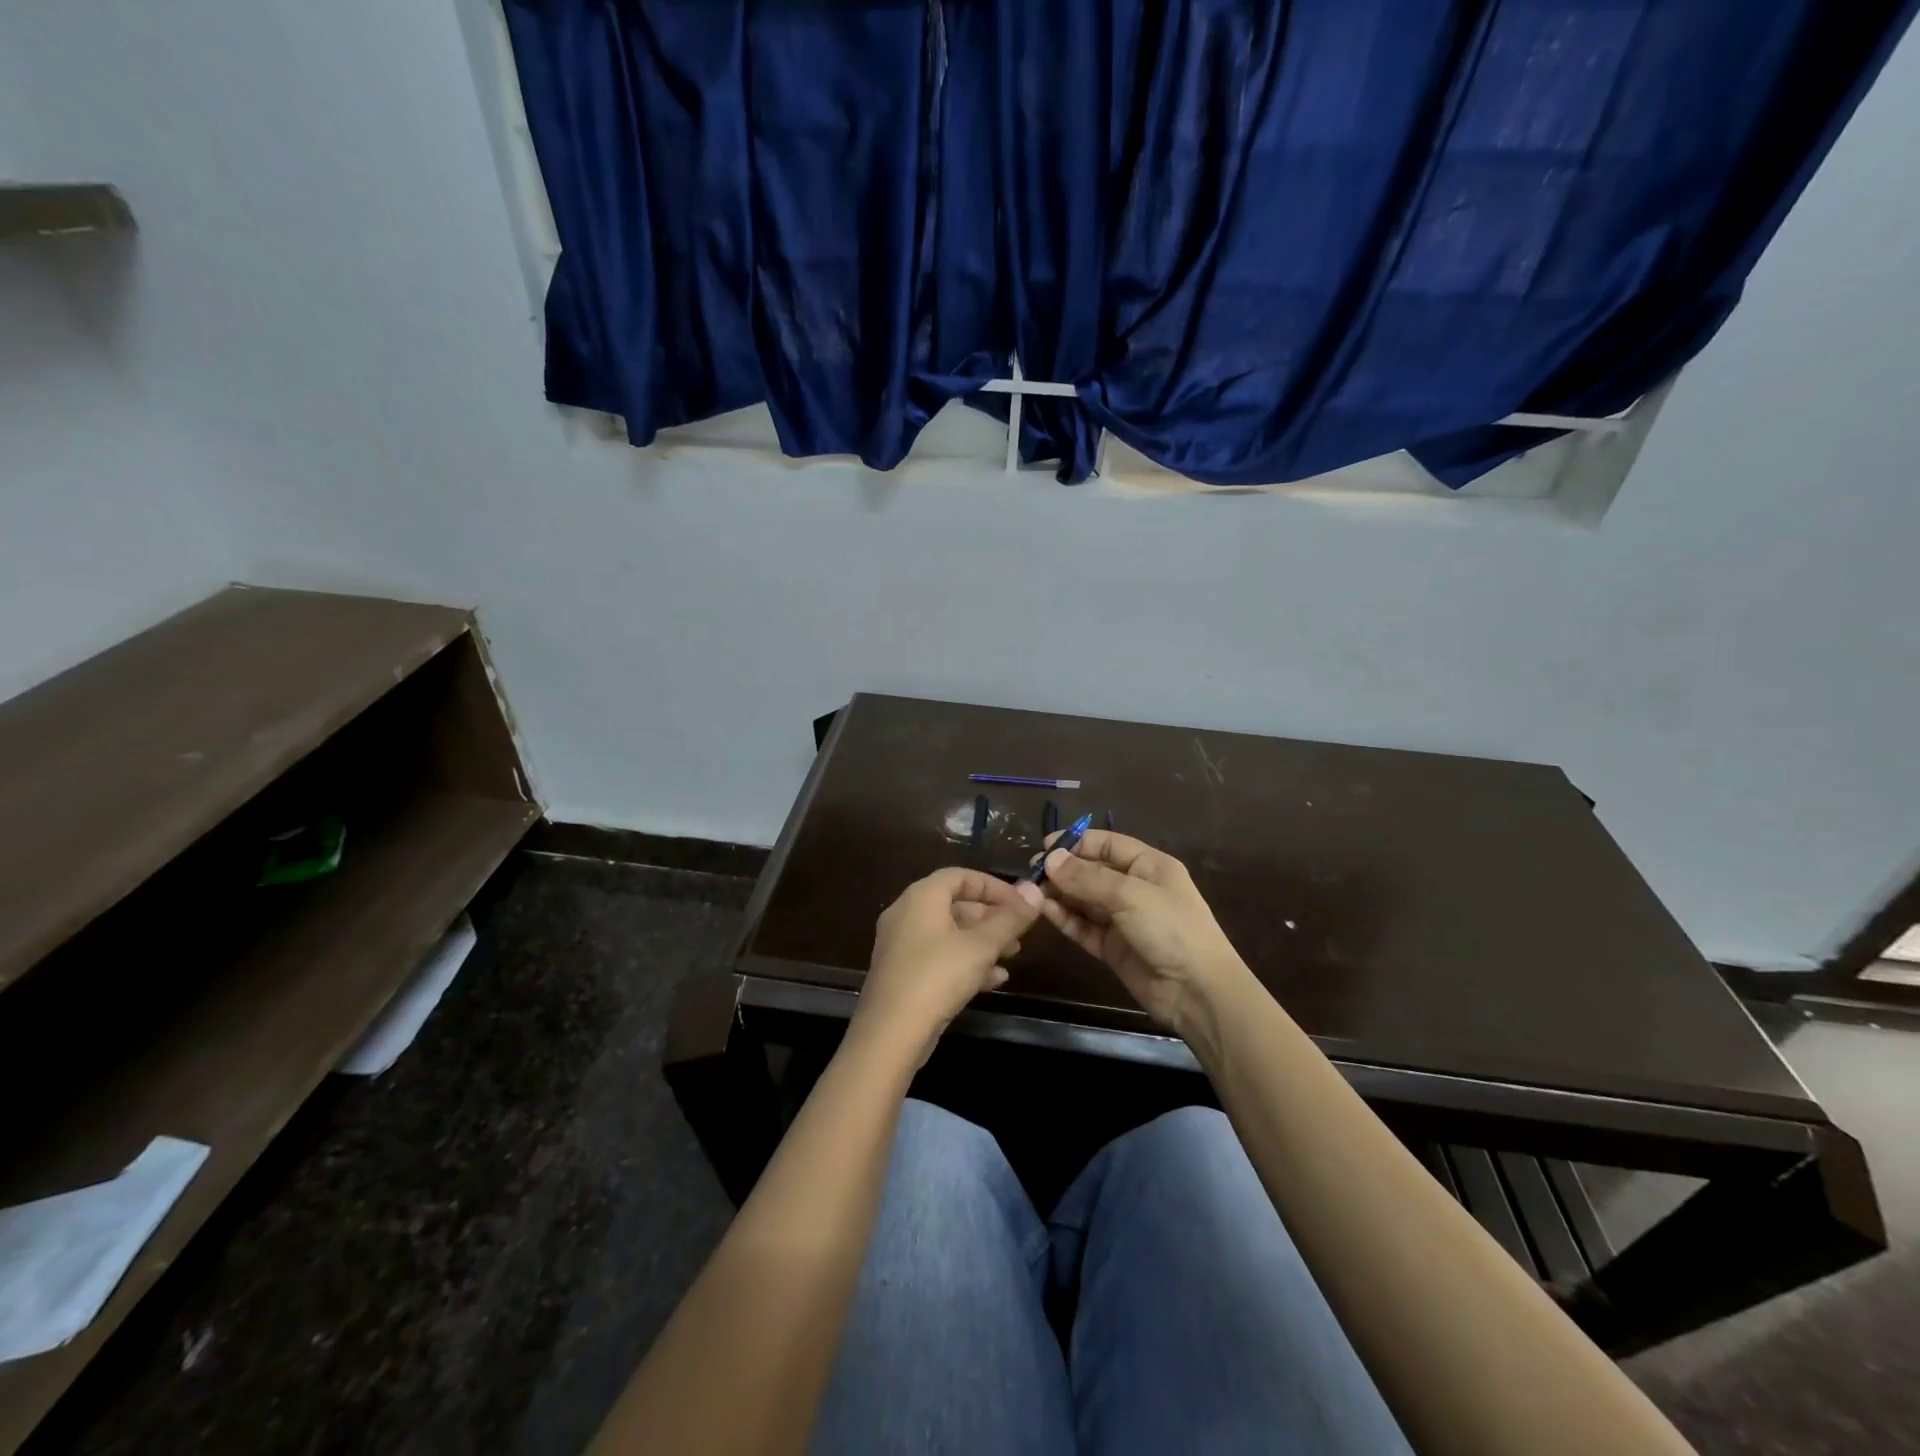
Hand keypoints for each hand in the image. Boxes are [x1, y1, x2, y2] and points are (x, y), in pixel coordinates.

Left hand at [852, 868, 1042, 1067]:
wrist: (890, 1034)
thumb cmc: (938, 976)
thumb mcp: (981, 946)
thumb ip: (1009, 920)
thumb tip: (1035, 892)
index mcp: (921, 897)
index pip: (961, 876)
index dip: (994, 886)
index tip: (1022, 903)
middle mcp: (906, 914)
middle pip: (955, 904)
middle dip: (991, 917)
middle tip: (1020, 932)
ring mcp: (901, 945)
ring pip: (949, 933)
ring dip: (982, 941)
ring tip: (1012, 956)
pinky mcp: (902, 974)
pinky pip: (939, 957)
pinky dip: (966, 962)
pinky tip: (994, 981)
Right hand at [1036, 831, 1250, 1039]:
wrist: (1198, 992)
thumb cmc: (1171, 928)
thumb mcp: (1129, 895)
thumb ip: (1087, 878)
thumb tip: (1050, 859)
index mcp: (1149, 866)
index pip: (1108, 844)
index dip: (1077, 843)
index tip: (1045, 848)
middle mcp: (1135, 888)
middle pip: (1093, 871)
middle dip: (1064, 870)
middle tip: (1032, 872)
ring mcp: (1123, 919)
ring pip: (1085, 900)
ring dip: (1060, 894)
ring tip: (1032, 891)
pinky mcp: (1113, 948)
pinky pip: (1084, 927)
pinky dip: (1066, 918)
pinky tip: (1045, 911)